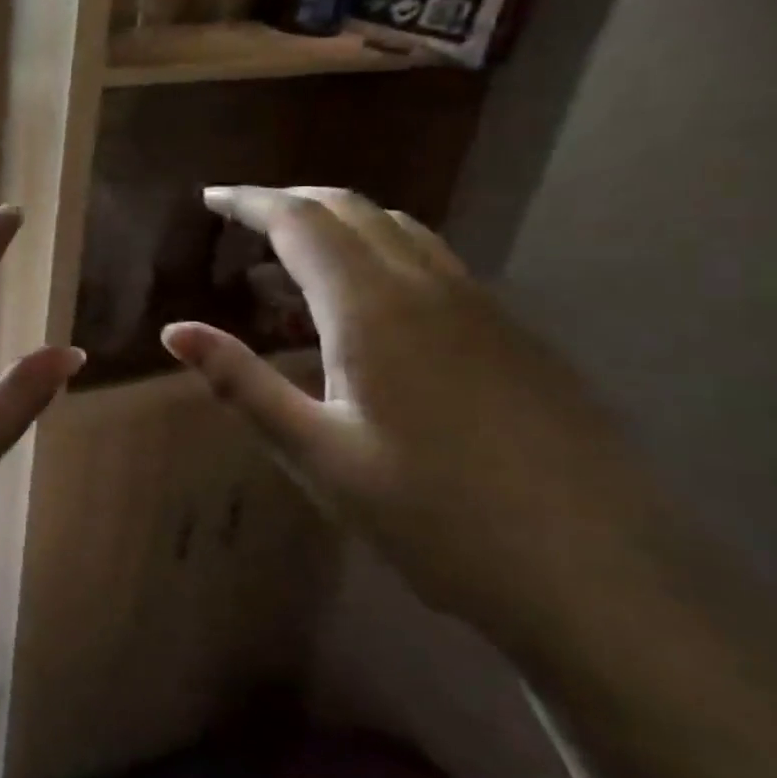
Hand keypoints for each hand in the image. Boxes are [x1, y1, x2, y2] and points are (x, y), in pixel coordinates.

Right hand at [162, 185, 660, 646]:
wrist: (601, 579)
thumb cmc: (435, 518)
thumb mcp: (318, 454)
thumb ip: (241, 383)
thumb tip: (175, 331)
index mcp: (373, 309)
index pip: (299, 221)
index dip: (249, 202)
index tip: (208, 198)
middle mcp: (428, 287)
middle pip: (351, 209)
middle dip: (289, 202)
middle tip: (239, 222)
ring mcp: (481, 307)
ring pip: (397, 230)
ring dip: (337, 225)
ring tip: (290, 262)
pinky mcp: (512, 335)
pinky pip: (430, 263)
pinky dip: (378, 255)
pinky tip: (364, 308)